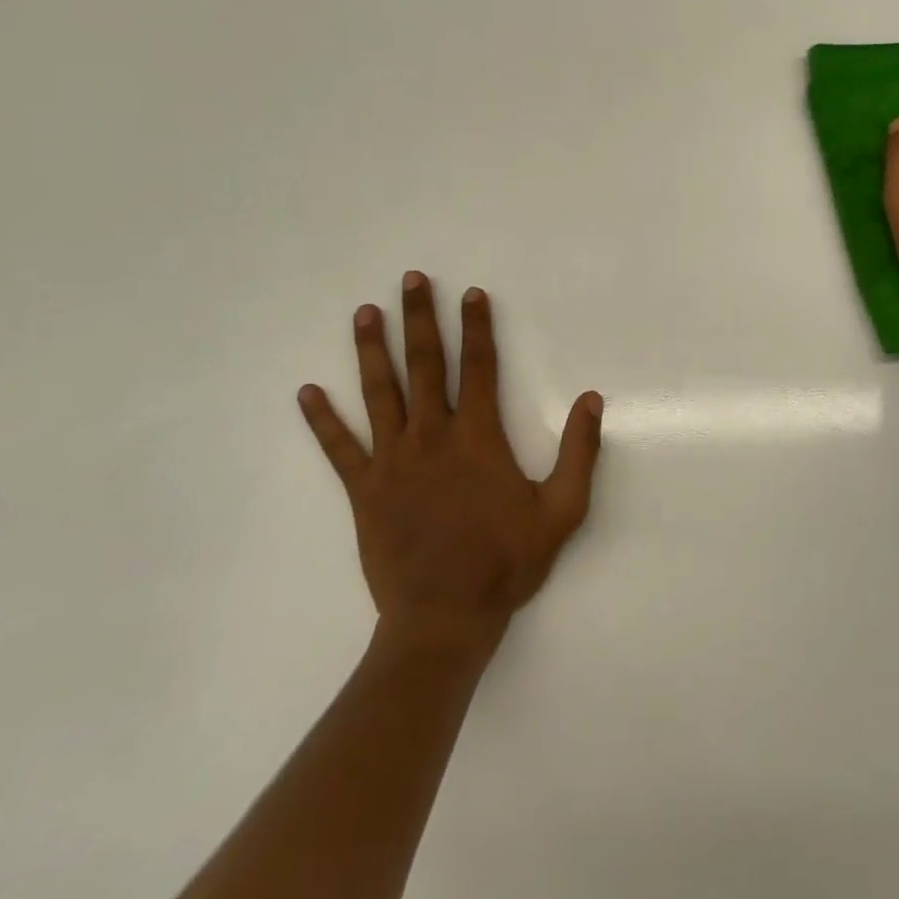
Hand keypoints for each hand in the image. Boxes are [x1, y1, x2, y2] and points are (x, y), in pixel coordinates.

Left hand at [297, 272, 602, 651]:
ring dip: (372, 350)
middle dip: (420, 318)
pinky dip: (322, 420)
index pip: (478, 367)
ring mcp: (392, 461)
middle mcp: (431, 437)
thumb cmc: (506, 563)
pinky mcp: (363, 490)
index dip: (477, 327)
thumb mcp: (561, 510)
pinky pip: (339, 448)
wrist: (444, 618)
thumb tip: (592, 399)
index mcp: (478, 437)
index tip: (471, 293)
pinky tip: (307, 392)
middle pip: (425, 365)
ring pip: (379, 393)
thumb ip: (579, 452)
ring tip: (365, 312)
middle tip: (411, 279)